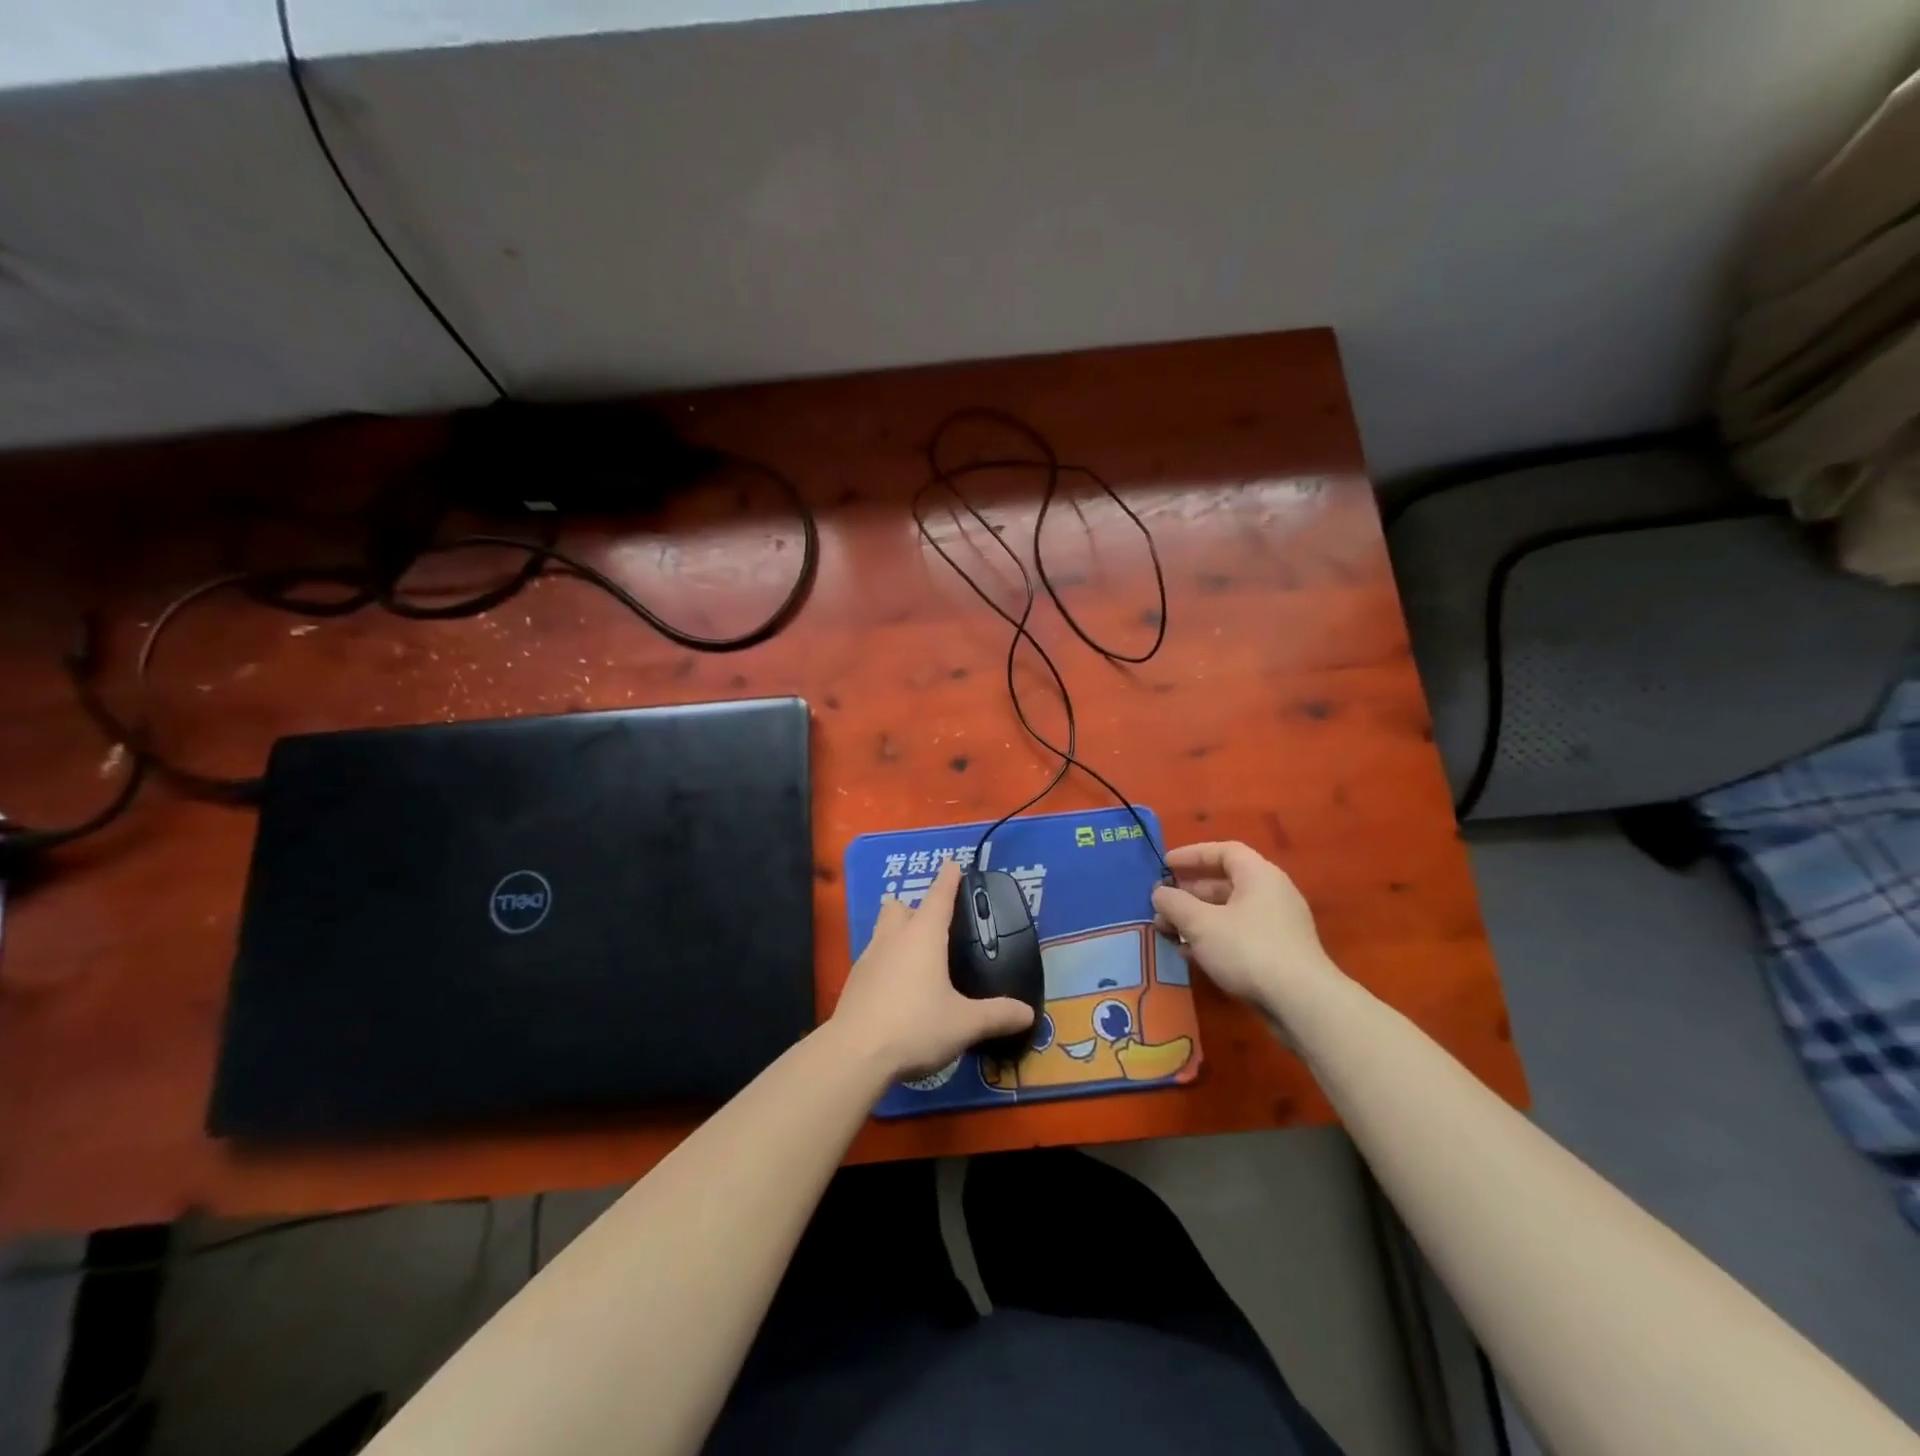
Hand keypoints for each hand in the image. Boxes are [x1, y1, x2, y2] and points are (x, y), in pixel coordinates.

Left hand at [831, 860, 1034, 1081]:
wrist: (854, 1055)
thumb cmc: (915, 1026)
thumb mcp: (965, 1024)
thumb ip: (997, 1015)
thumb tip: (1028, 1013)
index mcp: (923, 936)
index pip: (938, 897)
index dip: (948, 880)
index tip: (952, 864)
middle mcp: (893, 938)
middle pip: (899, 908)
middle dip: (913, 907)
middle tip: (932, 924)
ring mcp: (868, 959)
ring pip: (882, 931)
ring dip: (896, 933)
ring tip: (916, 955)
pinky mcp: (854, 983)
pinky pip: (872, 959)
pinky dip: (886, 962)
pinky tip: (897, 987)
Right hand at [1151, 841, 1336, 1011]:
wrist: (1301, 1002)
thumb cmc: (1247, 949)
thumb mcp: (1201, 923)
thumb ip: (1175, 903)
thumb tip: (1159, 893)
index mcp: (1258, 875)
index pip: (1223, 851)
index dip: (1192, 855)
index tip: (1165, 866)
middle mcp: (1271, 894)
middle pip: (1225, 883)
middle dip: (1188, 892)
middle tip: (1161, 904)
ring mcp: (1278, 925)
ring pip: (1229, 912)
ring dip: (1196, 918)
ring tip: (1168, 931)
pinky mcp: (1278, 953)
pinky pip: (1238, 935)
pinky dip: (1213, 938)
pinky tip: (1190, 954)